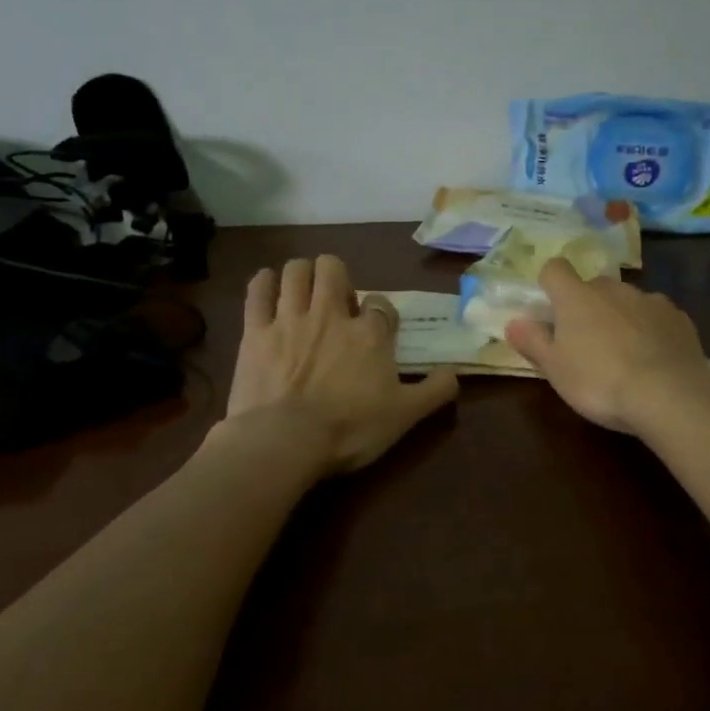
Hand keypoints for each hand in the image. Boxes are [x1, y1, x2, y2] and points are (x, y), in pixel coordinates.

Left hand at [224, 256, 457, 473]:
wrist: (286, 441)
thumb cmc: (350, 429)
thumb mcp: (405, 416)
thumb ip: (435, 391)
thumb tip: (454, 372)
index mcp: (370, 333)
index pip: (380, 304)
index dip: (379, 311)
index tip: (376, 327)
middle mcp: (331, 314)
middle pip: (333, 269)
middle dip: (336, 277)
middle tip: (336, 303)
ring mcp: (290, 319)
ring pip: (296, 271)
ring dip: (302, 274)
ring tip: (304, 291)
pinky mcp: (255, 331)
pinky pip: (257, 291)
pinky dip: (264, 282)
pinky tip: (268, 286)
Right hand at [504, 259, 709, 435]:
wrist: (668, 395)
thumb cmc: (599, 381)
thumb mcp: (555, 369)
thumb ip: (533, 342)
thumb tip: (513, 322)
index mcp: (576, 297)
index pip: (554, 269)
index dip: (549, 283)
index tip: (550, 308)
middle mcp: (613, 289)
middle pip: (593, 286)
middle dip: (588, 306)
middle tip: (585, 342)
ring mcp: (650, 300)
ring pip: (627, 301)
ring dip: (620, 317)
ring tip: (623, 354)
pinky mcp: (679, 317)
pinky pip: (656, 316)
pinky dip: (651, 329)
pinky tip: (653, 358)